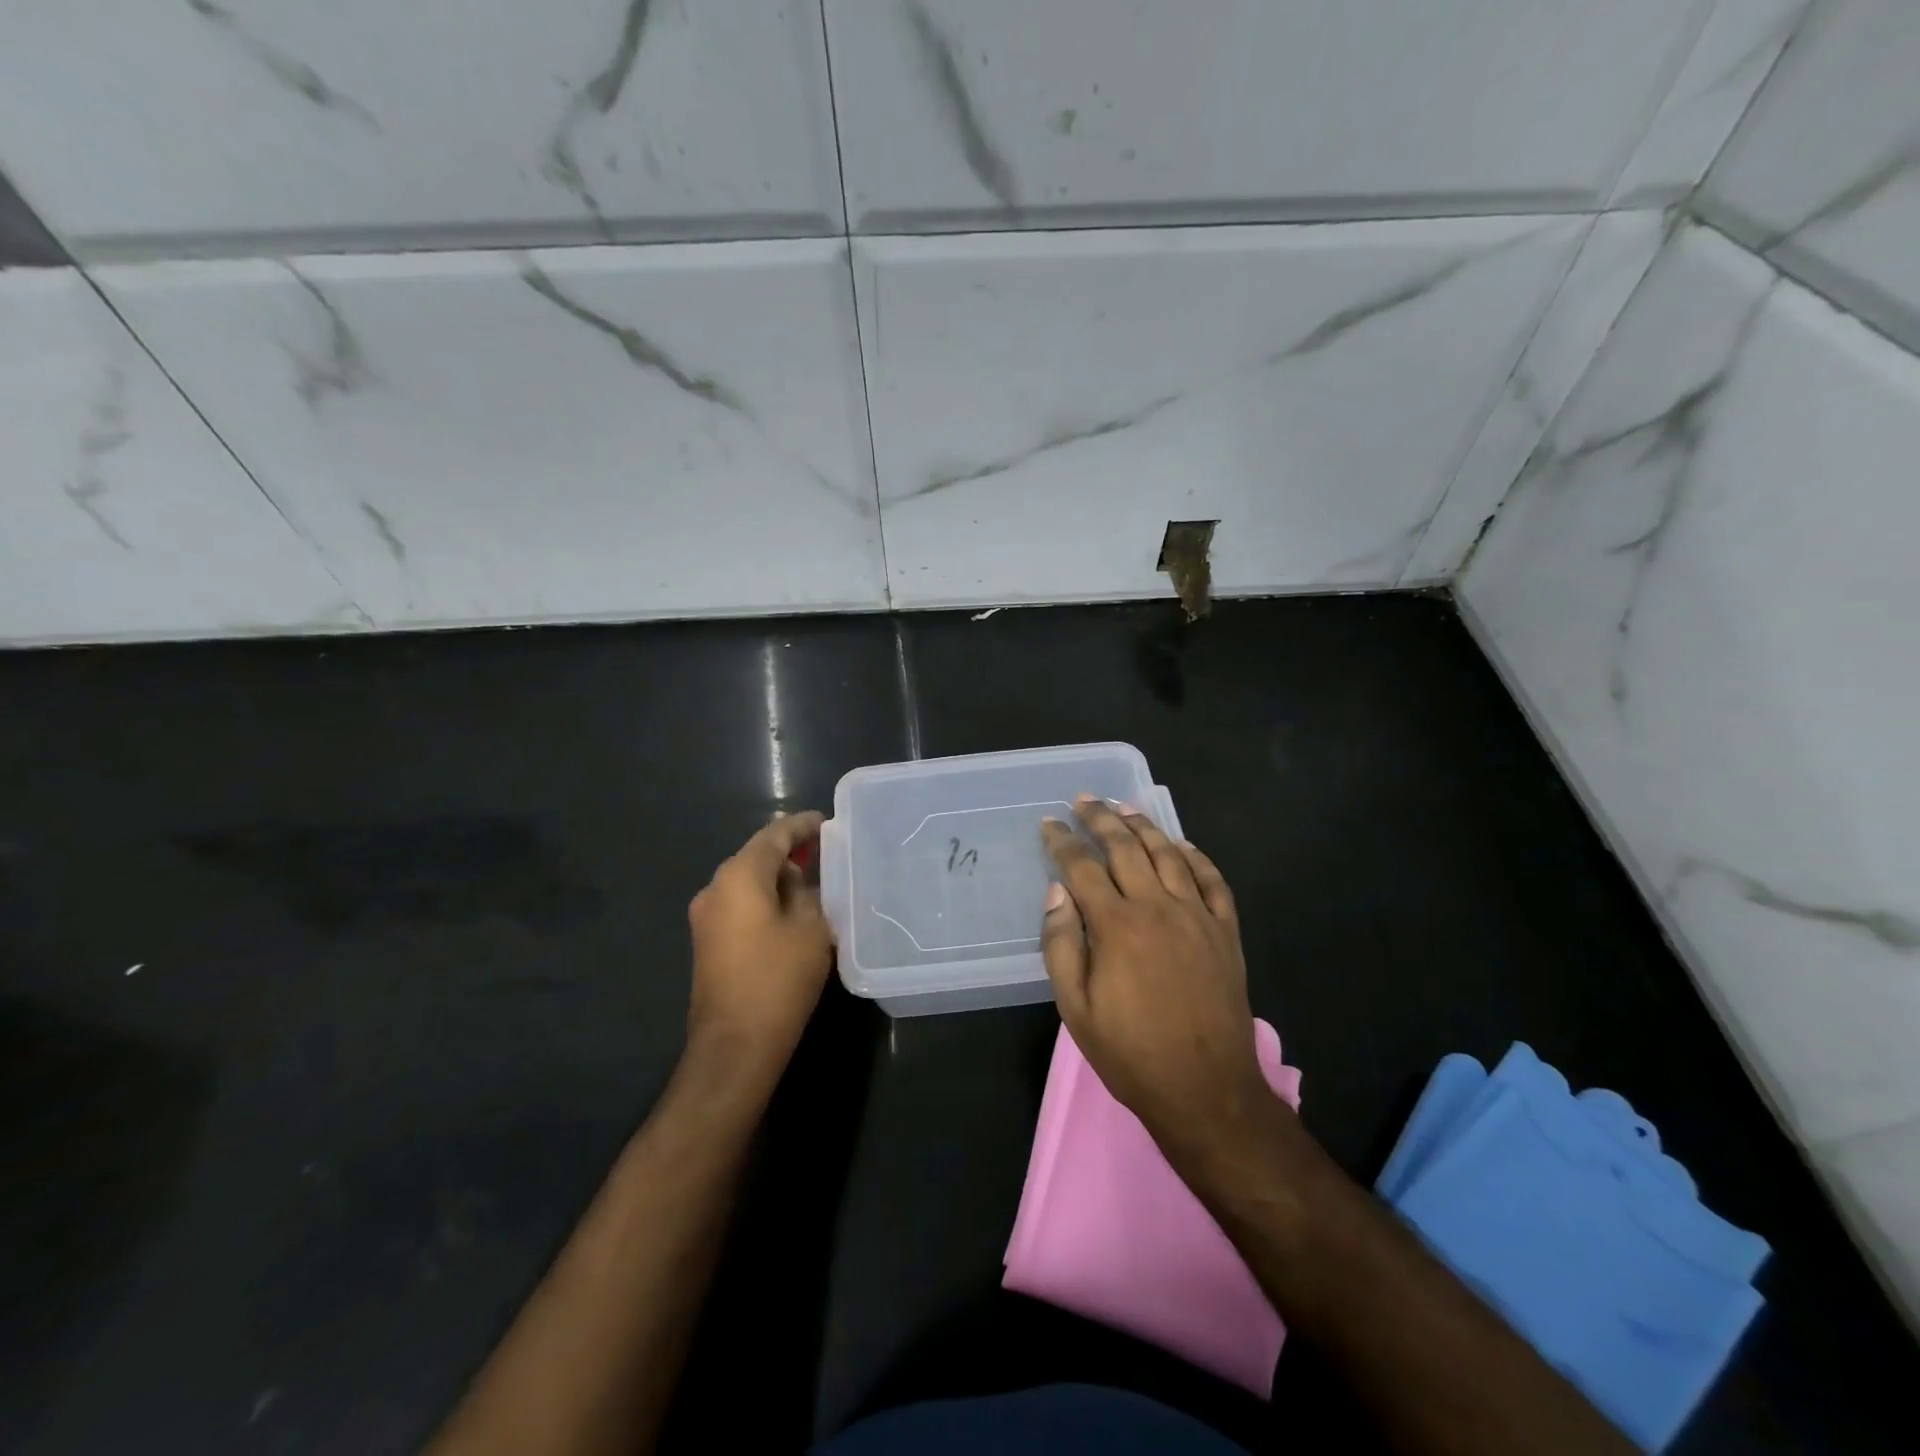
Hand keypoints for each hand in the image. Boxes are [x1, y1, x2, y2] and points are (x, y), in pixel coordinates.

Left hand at [686, 811, 832, 1078]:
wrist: (734, 1046)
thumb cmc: (778, 980)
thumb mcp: (811, 929)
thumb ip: (808, 893)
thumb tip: (800, 881)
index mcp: (739, 876)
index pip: (774, 835)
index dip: (802, 826)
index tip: (827, 822)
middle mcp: (715, 888)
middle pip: (756, 856)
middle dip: (790, 852)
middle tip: (826, 854)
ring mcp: (706, 917)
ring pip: (748, 882)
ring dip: (778, 879)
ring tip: (815, 884)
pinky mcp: (707, 942)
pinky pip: (740, 905)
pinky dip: (765, 900)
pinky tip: (791, 912)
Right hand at [1040, 797, 1270, 1147]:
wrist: (1205, 1089)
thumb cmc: (1131, 1052)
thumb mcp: (1076, 1009)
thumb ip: (1061, 945)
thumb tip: (1057, 892)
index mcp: (1117, 926)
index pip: (1083, 867)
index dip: (1063, 842)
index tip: (1049, 823)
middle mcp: (1158, 907)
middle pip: (1126, 847)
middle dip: (1101, 818)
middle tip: (1083, 800)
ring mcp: (1197, 916)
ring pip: (1169, 854)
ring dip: (1144, 826)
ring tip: (1124, 807)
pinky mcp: (1225, 931)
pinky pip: (1212, 880)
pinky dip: (1195, 856)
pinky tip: (1181, 844)